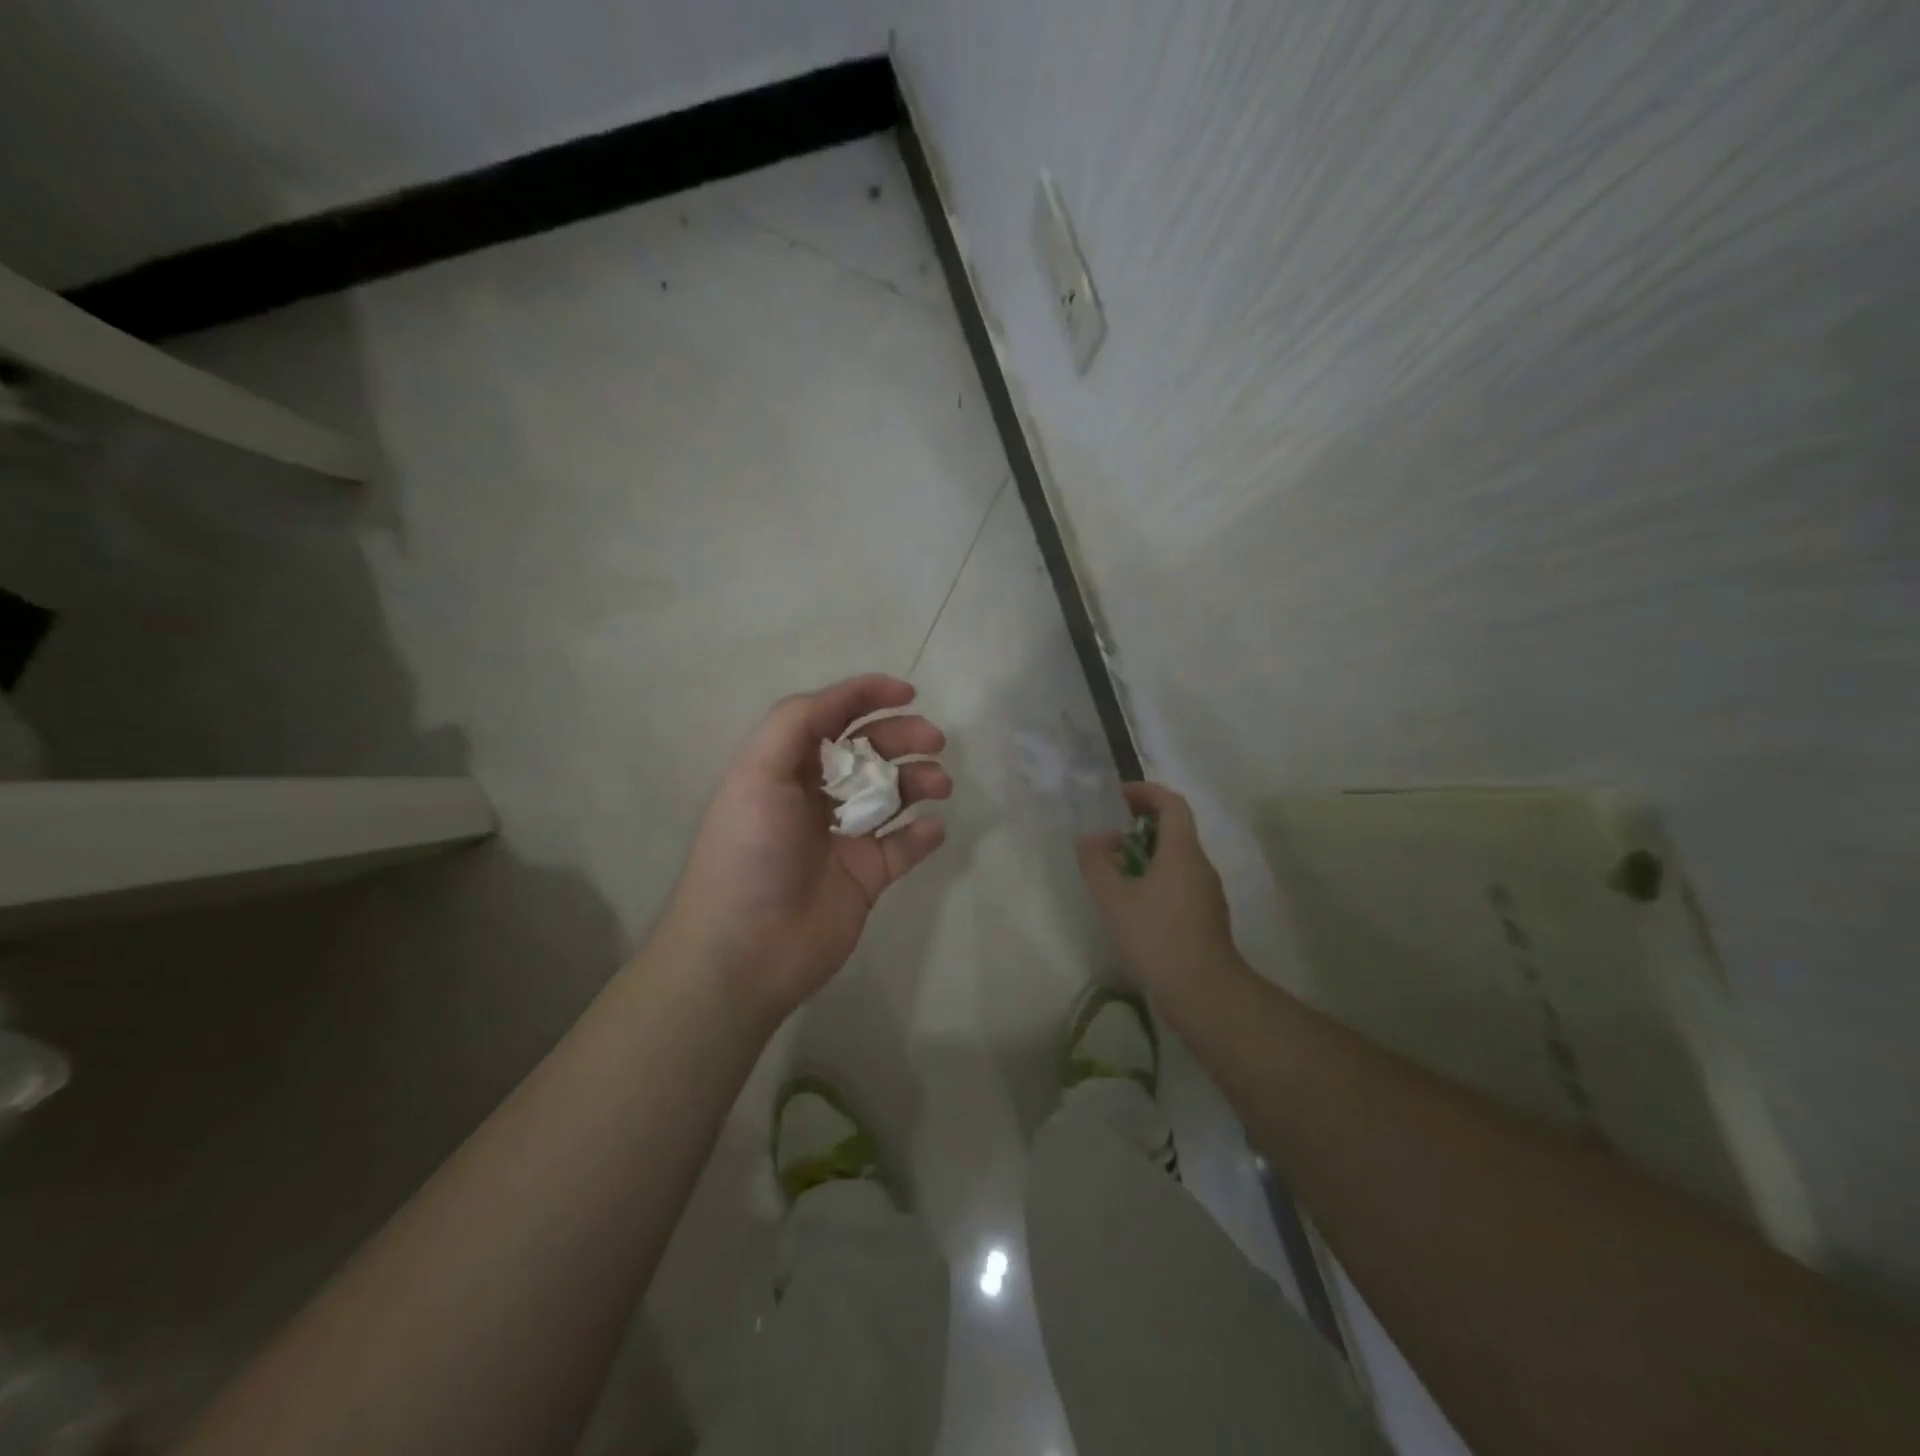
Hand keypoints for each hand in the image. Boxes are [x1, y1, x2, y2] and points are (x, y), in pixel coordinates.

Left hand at [661, 674, 950, 1024]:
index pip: (830, 717)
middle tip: (935, 741)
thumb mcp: (757, 774)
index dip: (866, 696)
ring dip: (918, 780)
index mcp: (785, 768)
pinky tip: (931, 829)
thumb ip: (795, 724)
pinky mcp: (865, 878)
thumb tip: (843, 700)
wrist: (745, 951)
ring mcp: (843, 838)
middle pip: (868, 752)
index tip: (908, 693)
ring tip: (939, 784)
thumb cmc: (749, 853)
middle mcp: (815, 797)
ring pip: (892, 795)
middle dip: (902, 736)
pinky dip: (922, 834)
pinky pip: (903, 848)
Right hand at [1078, 781, 1241, 995]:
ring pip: (1177, 856)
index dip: (1146, 792)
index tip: (1118, 796)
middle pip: (1175, 828)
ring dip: (1147, 851)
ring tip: (1115, 866)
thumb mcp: (1115, 899)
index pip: (1172, 803)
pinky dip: (1156, 875)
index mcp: (1182, 851)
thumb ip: (1097, 863)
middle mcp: (1200, 864)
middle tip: (1110, 832)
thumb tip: (1091, 838)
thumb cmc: (1157, 937)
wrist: (1204, 991)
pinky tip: (1133, 899)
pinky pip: (1180, 880)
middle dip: (1141, 822)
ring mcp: (1206, 891)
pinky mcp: (1205, 915)